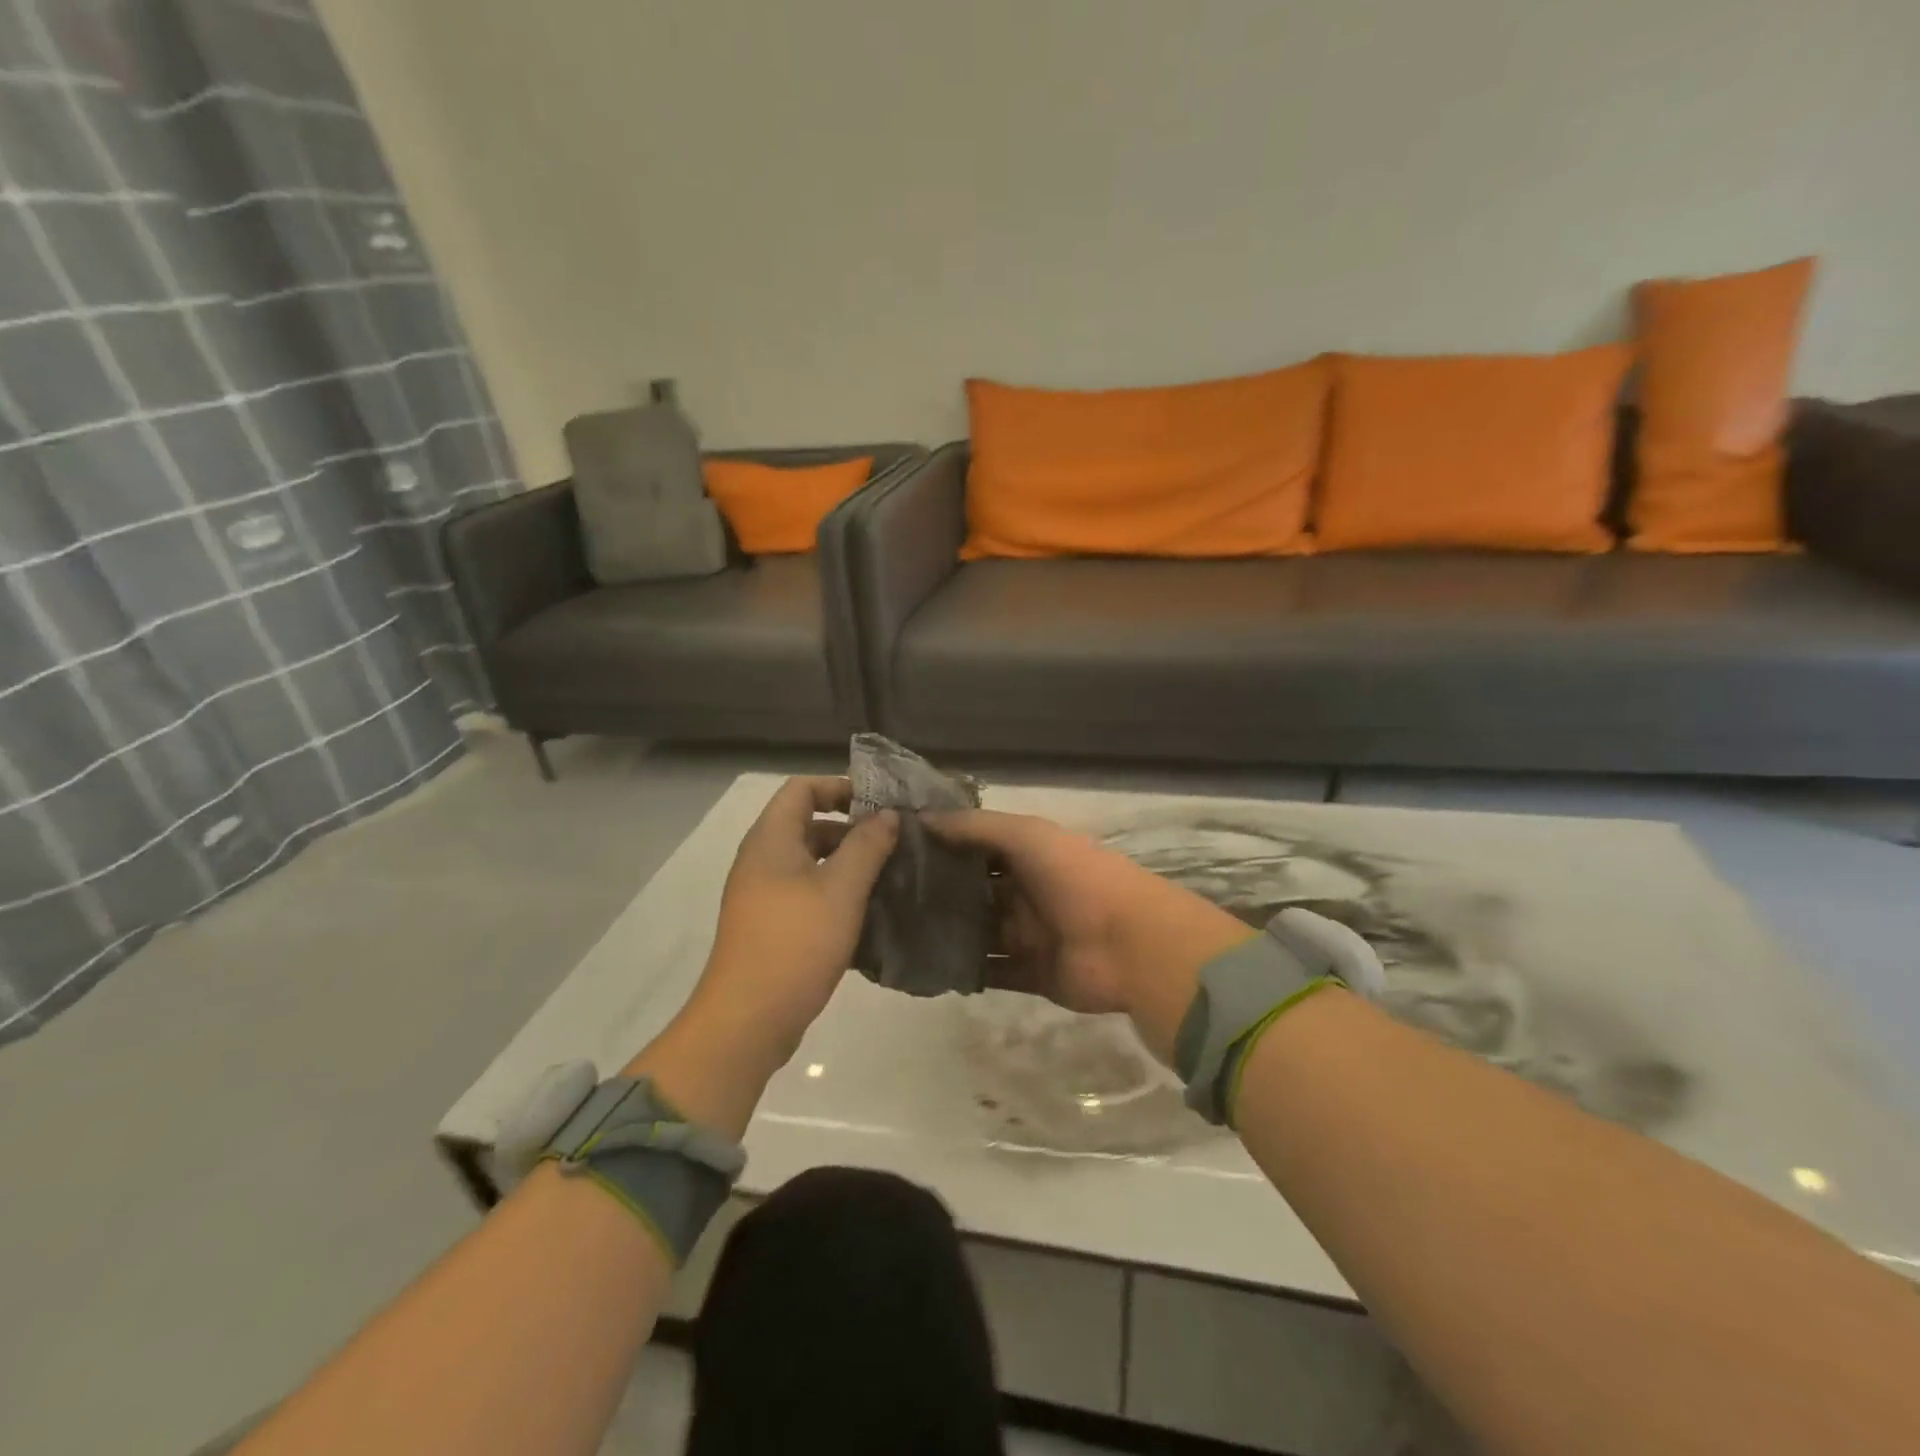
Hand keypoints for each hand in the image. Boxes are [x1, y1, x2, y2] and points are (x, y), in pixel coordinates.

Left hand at [628, 777, 896, 1132]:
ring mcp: (763, 894)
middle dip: (851, 827)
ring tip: (890, 873)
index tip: (879, 803)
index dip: (840, 786)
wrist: (747, 1020)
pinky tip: (869, 909)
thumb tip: (886, 814)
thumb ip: (867, 846)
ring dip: (848, 862)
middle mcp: (762, 859)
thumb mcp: (841, 889)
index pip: (802, 788)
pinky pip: (807, 892)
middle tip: (894, 839)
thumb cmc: (796, 943)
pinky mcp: (770, 925)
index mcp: (771, 839)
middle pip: (808, 823)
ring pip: (811, 861)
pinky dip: (836, 891)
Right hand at [926, 808, 1250, 1063]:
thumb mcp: (1027, 836)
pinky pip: (991, 972)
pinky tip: (925, 966)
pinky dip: (964, 970)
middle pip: (975, 891)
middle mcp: (1026, 893)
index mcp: (1029, 856)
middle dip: (937, 892)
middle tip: (884, 895)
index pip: (977, 848)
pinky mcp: (1031, 975)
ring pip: (978, 933)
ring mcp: (1028, 936)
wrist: (1129, 943)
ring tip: (895, 932)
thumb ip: (976, 827)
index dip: (943, 846)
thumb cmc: (1077, 877)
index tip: (895, 848)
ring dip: (947, 932)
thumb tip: (921, 819)